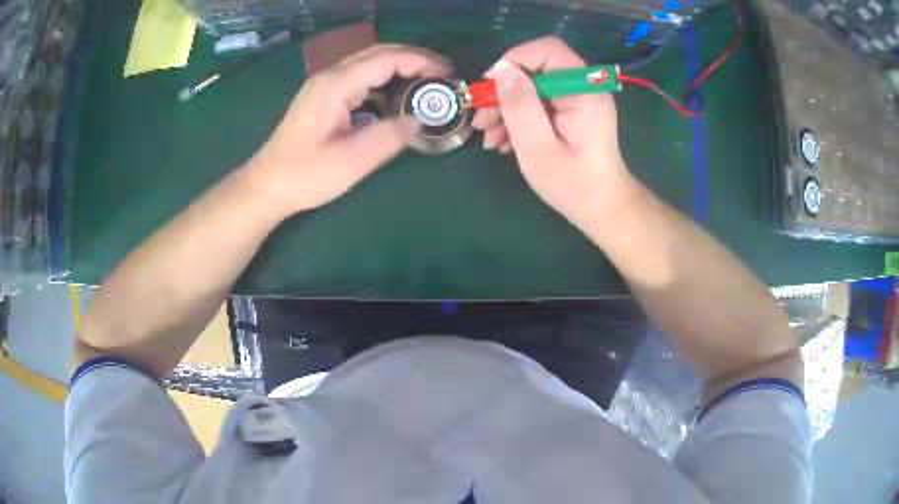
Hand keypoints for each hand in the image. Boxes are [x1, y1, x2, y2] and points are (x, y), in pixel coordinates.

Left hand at [248, 44, 450, 215]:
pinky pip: (360, 77)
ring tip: (428, 79)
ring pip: (369, 62)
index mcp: (335, 85)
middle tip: (443, 72)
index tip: (447, 73)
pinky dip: (385, 78)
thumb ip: (388, 138)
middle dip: (414, 57)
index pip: (386, 59)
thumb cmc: (303, 176)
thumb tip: (418, 119)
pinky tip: (398, 93)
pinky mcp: (324, 97)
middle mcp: (330, 77)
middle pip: (378, 52)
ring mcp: (324, 86)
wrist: (266, 186)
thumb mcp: (350, 162)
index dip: (420, 61)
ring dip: (400, 65)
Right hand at [472, 37, 636, 229]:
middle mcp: (584, 88)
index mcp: (584, 91)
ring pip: (534, 87)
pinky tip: (504, 141)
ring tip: (488, 137)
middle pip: (537, 69)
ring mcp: (579, 100)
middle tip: (481, 119)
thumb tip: (502, 70)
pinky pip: (541, 103)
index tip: (489, 86)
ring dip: (507, 108)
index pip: (547, 51)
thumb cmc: (574, 185)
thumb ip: (520, 106)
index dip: (514, 60)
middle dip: (505, 91)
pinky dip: (520, 118)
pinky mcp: (573, 113)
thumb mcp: (538, 148)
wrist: (604, 210)